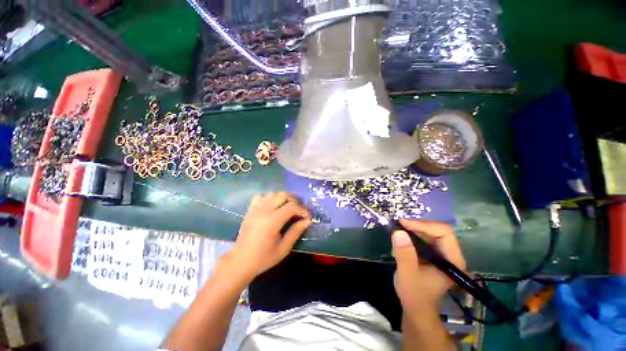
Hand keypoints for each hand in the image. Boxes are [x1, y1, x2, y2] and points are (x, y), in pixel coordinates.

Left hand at [228, 192, 310, 280]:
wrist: (240, 262)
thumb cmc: (264, 258)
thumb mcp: (284, 248)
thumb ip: (296, 231)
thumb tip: (308, 220)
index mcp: (272, 221)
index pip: (292, 207)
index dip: (303, 209)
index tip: (308, 216)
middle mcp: (263, 211)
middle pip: (283, 195)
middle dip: (295, 200)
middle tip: (300, 209)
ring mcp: (255, 209)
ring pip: (273, 194)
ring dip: (284, 198)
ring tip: (289, 207)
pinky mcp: (250, 210)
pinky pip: (262, 197)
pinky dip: (270, 198)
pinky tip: (273, 206)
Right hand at [392, 220, 465, 313]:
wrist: (416, 308)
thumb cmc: (414, 294)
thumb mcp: (407, 274)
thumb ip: (404, 254)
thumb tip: (398, 232)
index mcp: (452, 260)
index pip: (443, 232)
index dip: (423, 225)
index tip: (403, 224)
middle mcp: (450, 254)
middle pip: (437, 230)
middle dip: (417, 225)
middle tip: (398, 224)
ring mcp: (442, 254)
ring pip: (429, 232)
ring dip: (413, 229)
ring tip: (397, 231)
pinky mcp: (433, 255)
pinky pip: (424, 238)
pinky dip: (411, 235)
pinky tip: (400, 240)